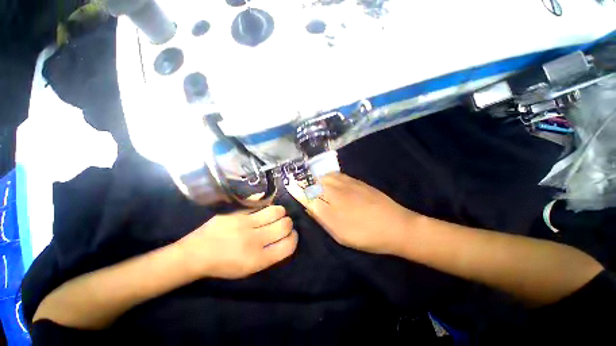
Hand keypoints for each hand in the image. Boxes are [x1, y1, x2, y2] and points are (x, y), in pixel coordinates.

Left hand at [177, 206, 297, 278]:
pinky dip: (266, 206)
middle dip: (288, 224)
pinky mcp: (238, 212)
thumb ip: (270, 255)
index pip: (288, 245)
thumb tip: (284, 238)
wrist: (196, 254)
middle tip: (283, 225)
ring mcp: (245, 223)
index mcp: (258, 259)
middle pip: (285, 225)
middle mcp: (254, 240)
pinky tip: (264, 210)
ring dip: (281, 213)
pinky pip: (260, 204)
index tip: (291, 236)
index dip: (294, 239)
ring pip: (276, 211)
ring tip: (276, 215)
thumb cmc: (224, 266)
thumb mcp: (249, 270)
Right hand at [288, 173, 418, 255]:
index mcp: (332, 208)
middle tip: (299, 182)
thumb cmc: (367, 236)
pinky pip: (337, 174)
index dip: (298, 189)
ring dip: (316, 176)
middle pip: (315, 182)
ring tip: (311, 179)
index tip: (289, 184)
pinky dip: (328, 175)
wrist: (396, 226)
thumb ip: (323, 219)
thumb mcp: (341, 235)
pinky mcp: (357, 181)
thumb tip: (310, 207)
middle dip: (305, 181)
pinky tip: (328, 178)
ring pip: (325, 176)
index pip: (309, 195)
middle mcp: (337, 193)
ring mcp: (348, 184)